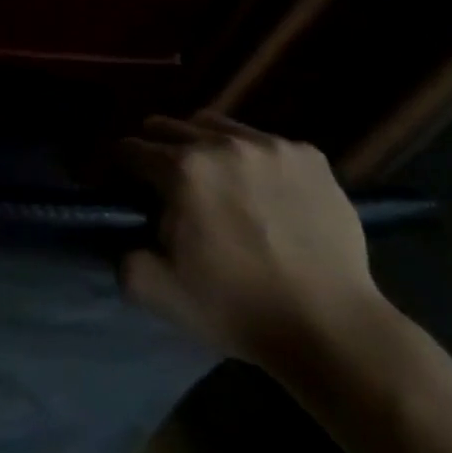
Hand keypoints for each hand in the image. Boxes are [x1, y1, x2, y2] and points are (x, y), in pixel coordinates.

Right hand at [118, 113, 385, 368]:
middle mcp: (222, 144)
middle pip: (168, 126)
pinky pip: (262, 141)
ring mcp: (270, 146)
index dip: (121, 169)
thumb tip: (120, 232)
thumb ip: (120, 253)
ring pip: (215, 125)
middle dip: (156, 149)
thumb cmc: (236, 307)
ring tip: (211, 179)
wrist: (331, 327)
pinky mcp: (309, 157)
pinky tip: (258, 190)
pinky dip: (249, 157)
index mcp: (180, 169)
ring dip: (201, 144)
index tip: (127, 189)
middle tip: (164, 184)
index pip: (129, 148)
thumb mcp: (153, 289)